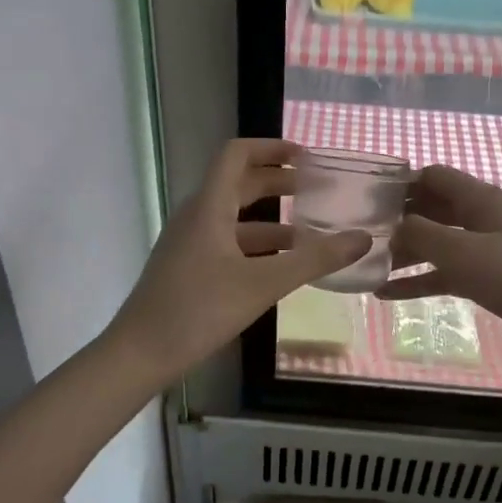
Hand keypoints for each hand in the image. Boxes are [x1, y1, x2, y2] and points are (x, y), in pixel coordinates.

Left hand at [109, 139, 370, 380]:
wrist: (139, 355)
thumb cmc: (198, 310)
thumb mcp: (262, 284)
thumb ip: (313, 260)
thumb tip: (362, 238)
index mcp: (209, 207)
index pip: (236, 155)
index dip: (271, 147)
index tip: (306, 156)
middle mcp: (197, 217)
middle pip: (239, 185)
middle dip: (278, 182)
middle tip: (317, 190)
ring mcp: (189, 244)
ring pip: (235, 219)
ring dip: (271, 220)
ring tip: (311, 233)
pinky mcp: (188, 268)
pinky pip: (228, 244)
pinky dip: (257, 247)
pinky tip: (281, 268)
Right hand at [379, 166, 501, 430]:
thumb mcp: (464, 253)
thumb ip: (420, 235)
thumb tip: (387, 225)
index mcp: (481, 199)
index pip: (433, 176)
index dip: (399, 183)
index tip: (361, 200)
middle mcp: (484, 218)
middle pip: (432, 209)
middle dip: (396, 220)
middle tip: (355, 236)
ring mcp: (489, 250)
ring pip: (437, 244)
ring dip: (404, 253)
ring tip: (364, 266)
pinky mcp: (493, 281)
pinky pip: (447, 274)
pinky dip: (420, 280)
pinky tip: (386, 294)